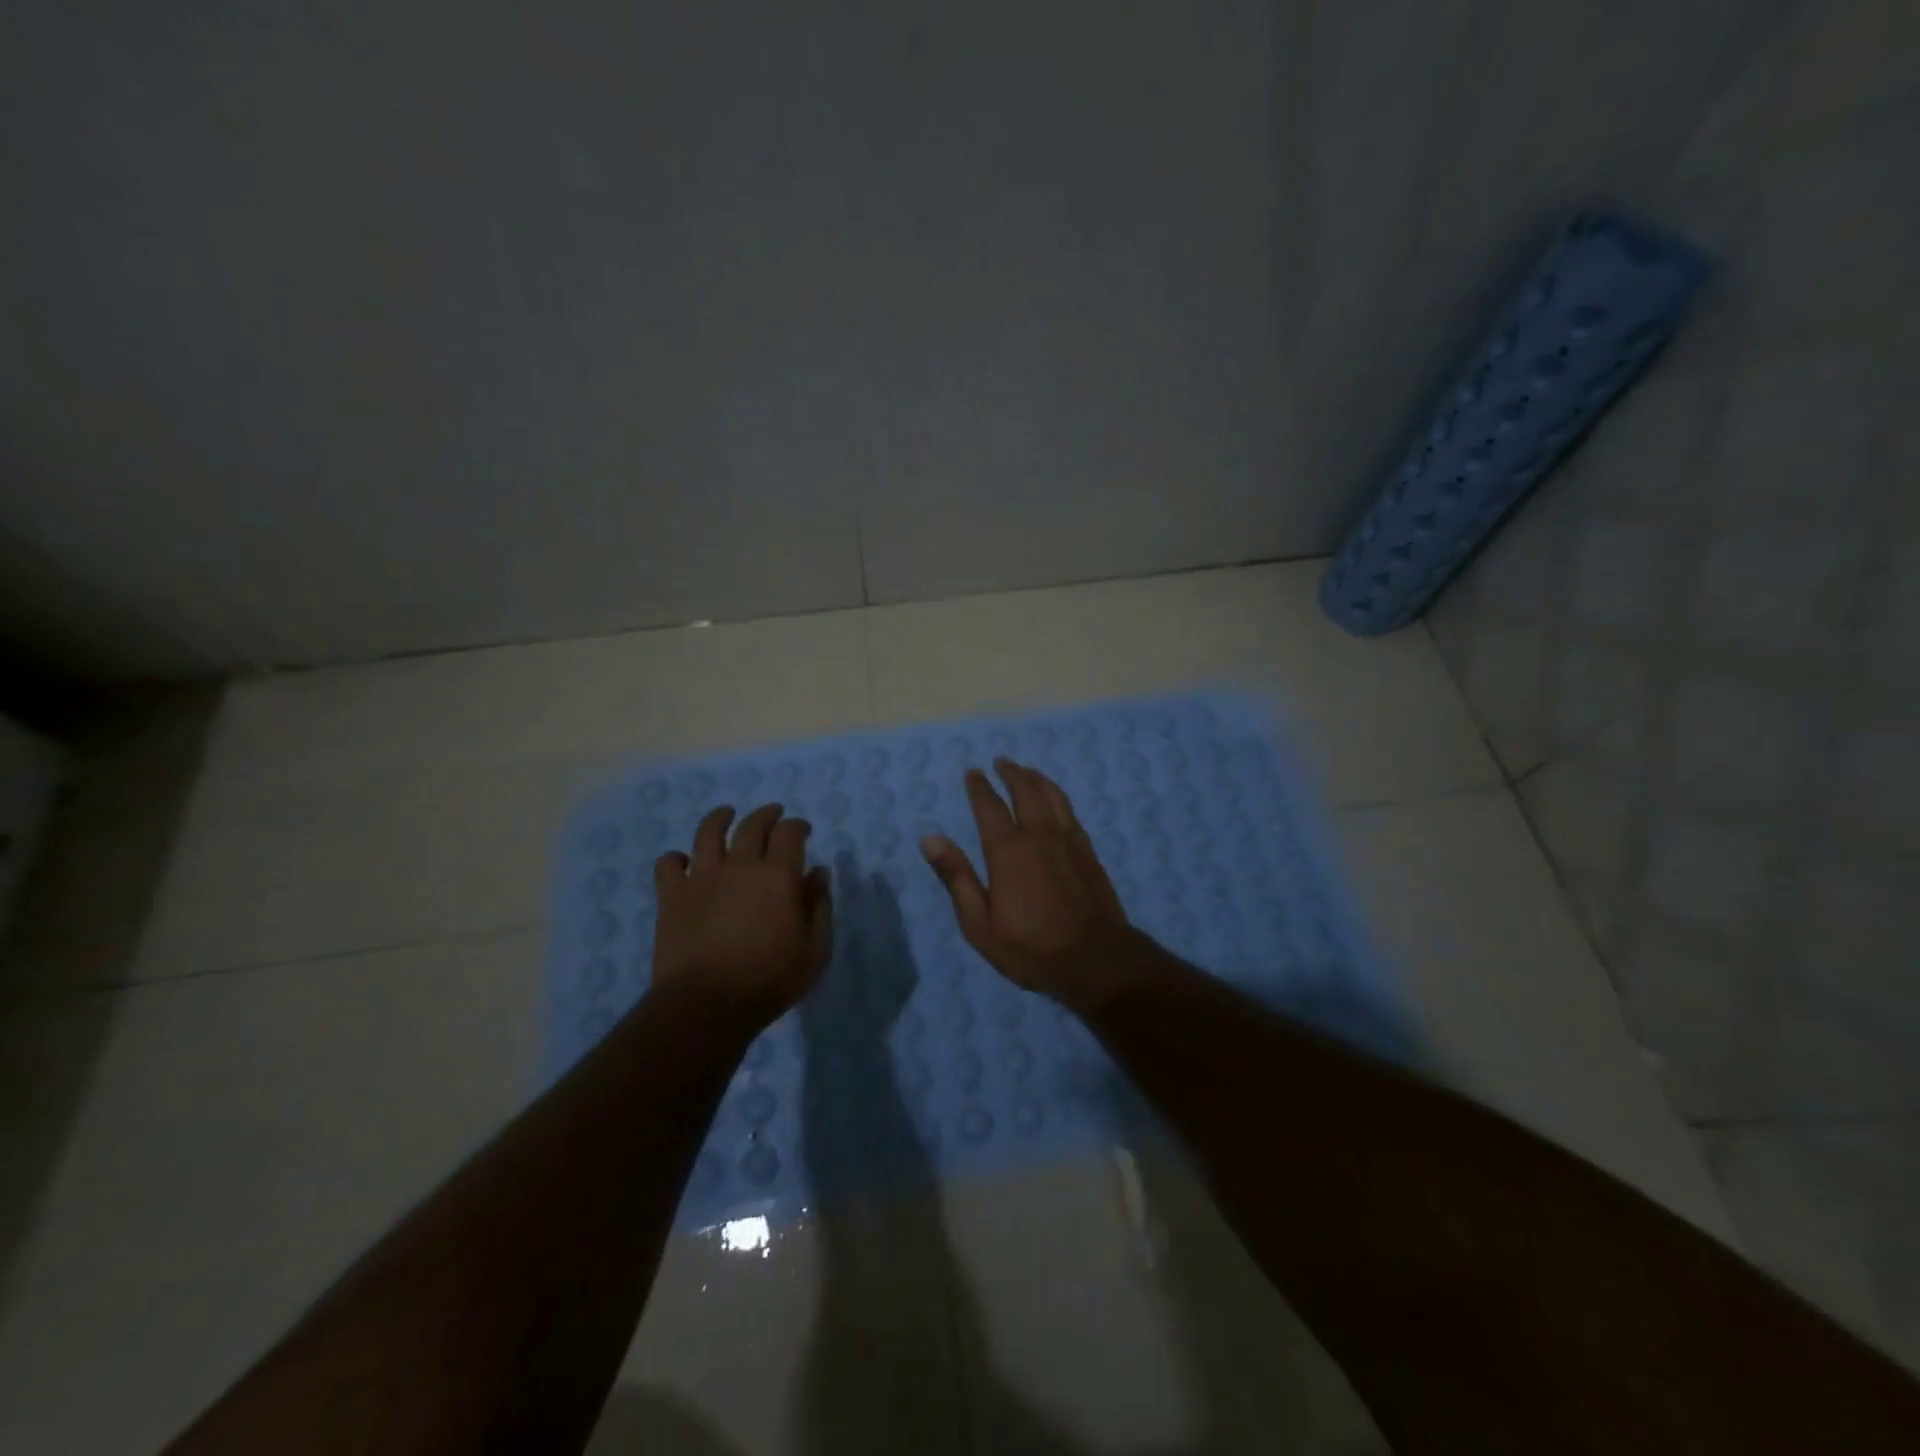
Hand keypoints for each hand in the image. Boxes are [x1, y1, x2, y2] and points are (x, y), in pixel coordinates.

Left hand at [652, 804, 832, 1027]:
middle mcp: (740, 865)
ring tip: (726, 814)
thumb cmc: (770, 980)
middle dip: (766, 814)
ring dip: (719, 818)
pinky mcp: (672, 896)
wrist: (706, 1004)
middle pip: (752, 825)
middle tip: (773, 814)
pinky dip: (675, 858)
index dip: (798, 826)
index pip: (790, 832)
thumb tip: (818, 874)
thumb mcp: (814, 950)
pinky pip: (668, 864)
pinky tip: (682, 862)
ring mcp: (702, 877)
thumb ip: (820, 907)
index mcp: (778, 874)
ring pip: (708, 832)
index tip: (803, 830)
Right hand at [920, 759, 1134, 1012]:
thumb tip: (929, 838)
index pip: (990, 806)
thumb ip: (957, 877)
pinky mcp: (1088, 850)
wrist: (1096, 960)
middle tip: (1001, 762)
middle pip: (1025, 790)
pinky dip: (1057, 795)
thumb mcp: (980, 923)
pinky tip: (1055, 798)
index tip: (972, 772)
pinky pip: (1070, 810)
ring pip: (1052, 795)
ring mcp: (1068, 840)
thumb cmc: (1031, 948)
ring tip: (1027, 771)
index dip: (979, 787)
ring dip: (1036, 778)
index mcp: (1008, 851)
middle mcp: (1039, 835)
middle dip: (1011, 773)